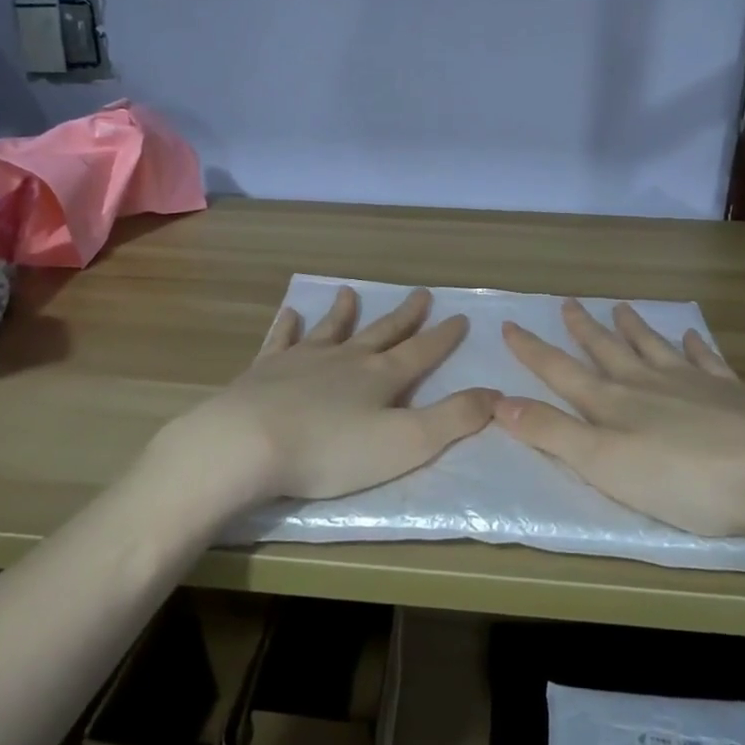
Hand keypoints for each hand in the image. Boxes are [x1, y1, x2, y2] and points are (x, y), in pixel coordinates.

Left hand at [149, 285, 495, 508]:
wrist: (248, 443)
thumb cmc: (331, 451)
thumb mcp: (406, 443)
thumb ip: (454, 419)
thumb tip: (496, 394)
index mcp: (381, 377)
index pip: (422, 352)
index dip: (444, 337)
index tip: (460, 317)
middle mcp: (345, 359)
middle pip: (381, 333)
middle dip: (404, 317)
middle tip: (421, 294)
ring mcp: (302, 360)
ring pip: (331, 329)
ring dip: (345, 313)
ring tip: (352, 293)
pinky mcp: (265, 370)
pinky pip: (281, 339)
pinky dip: (288, 326)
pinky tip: (290, 313)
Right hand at [497, 299, 744, 546]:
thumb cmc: (682, 479)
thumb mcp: (603, 463)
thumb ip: (551, 432)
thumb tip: (497, 400)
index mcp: (612, 404)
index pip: (561, 371)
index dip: (532, 350)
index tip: (510, 324)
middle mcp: (647, 385)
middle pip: (607, 351)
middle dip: (584, 329)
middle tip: (569, 303)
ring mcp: (693, 386)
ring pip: (653, 348)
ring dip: (634, 329)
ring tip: (621, 308)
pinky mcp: (734, 397)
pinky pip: (706, 362)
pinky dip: (695, 347)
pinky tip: (692, 336)